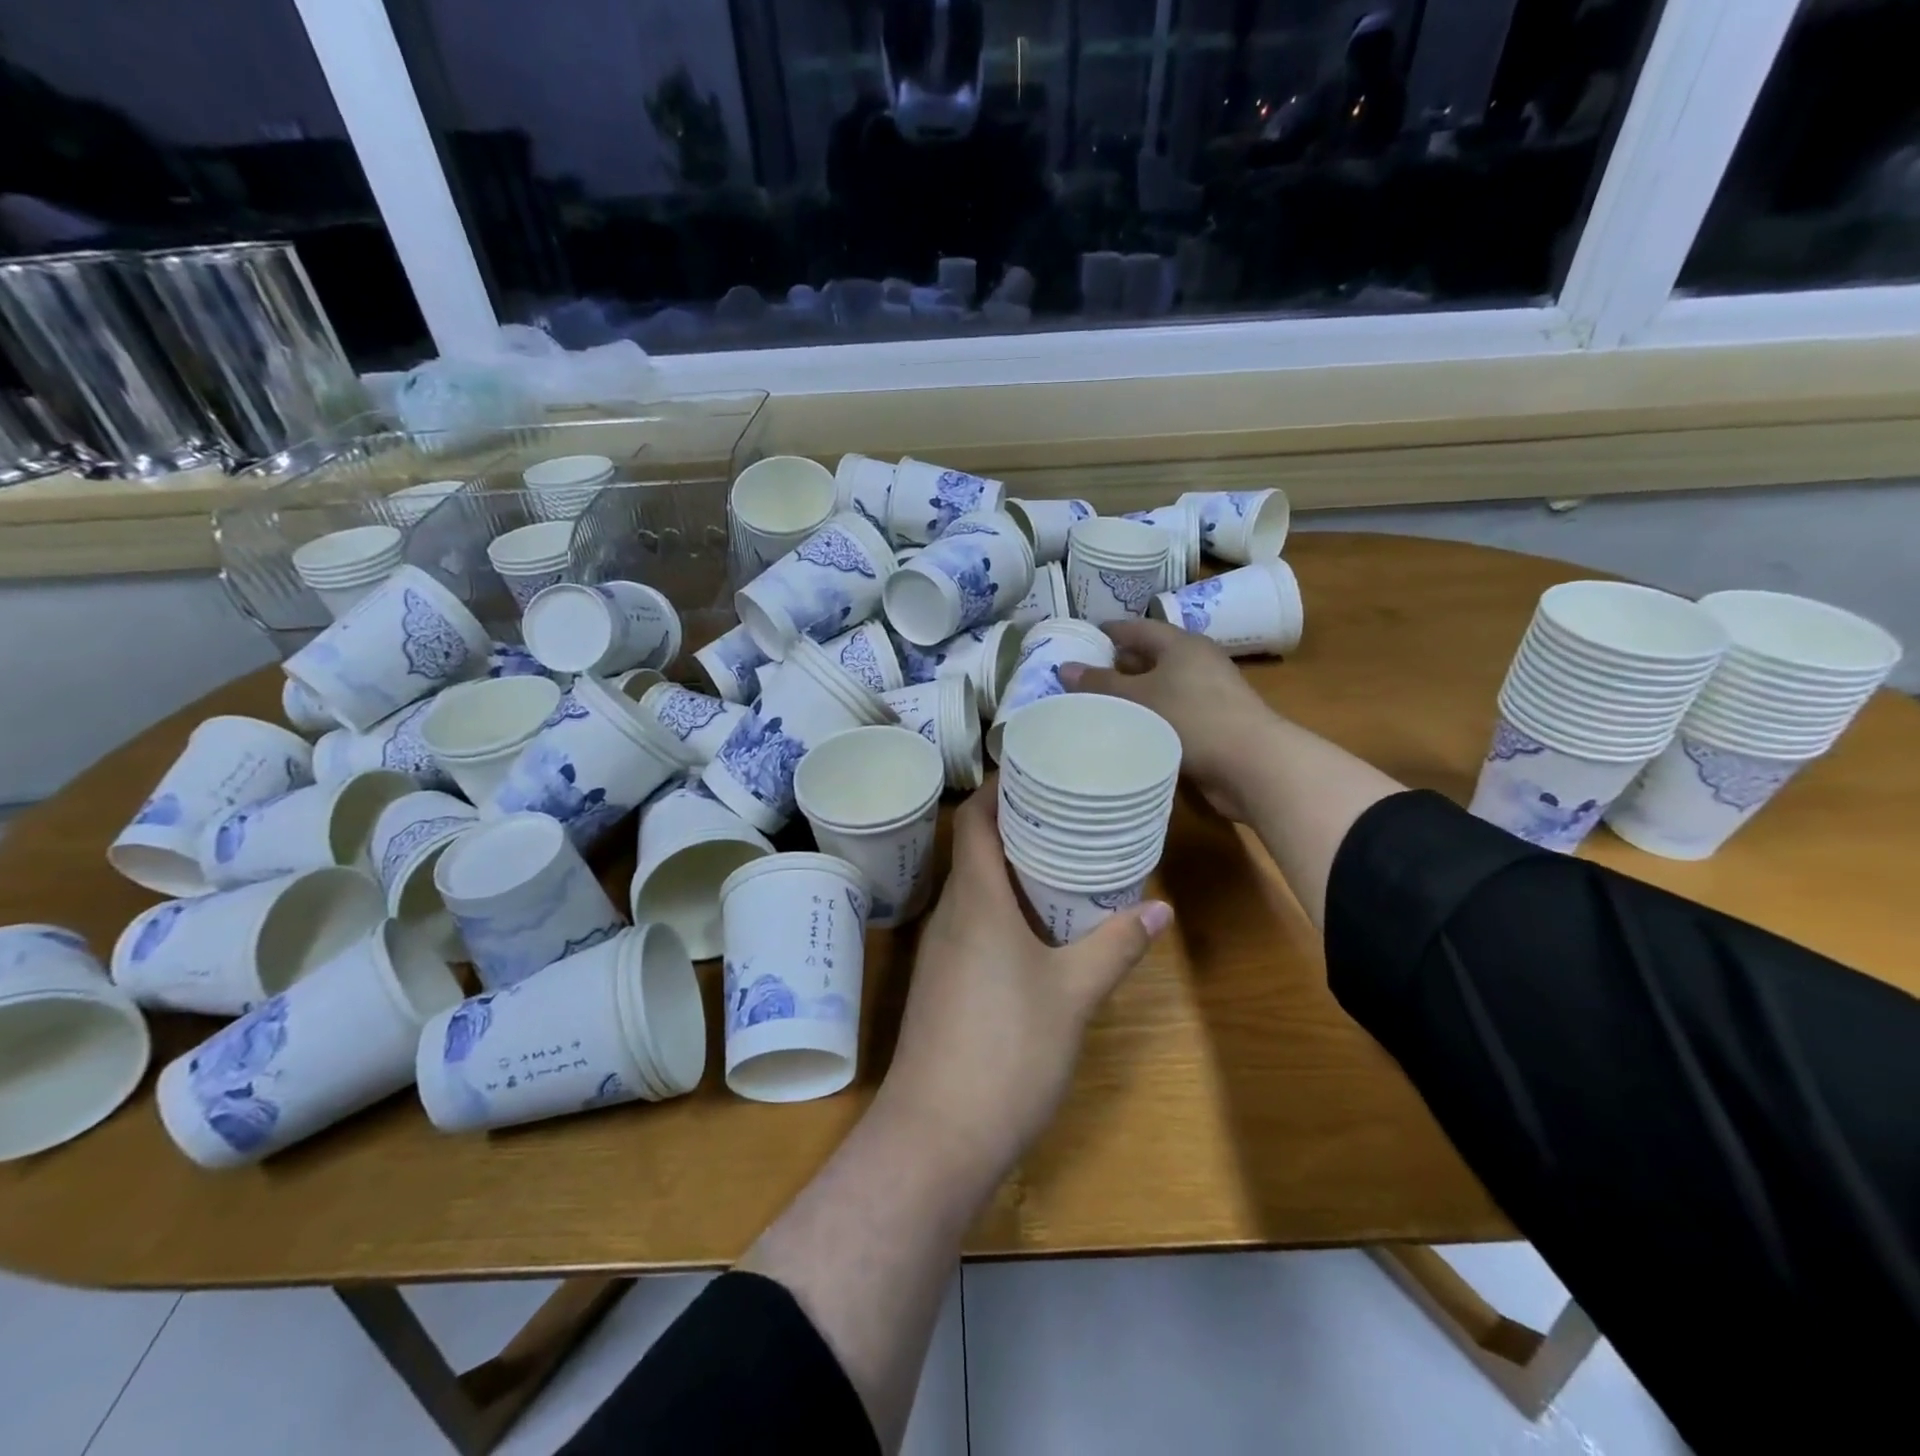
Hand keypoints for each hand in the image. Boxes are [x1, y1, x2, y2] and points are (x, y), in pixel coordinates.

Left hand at [881, 782, 1171, 1179]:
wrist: (937, 1135)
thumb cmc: (1008, 1049)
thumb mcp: (1074, 995)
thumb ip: (1116, 946)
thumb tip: (1160, 910)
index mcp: (975, 900)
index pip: (973, 820)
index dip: (997, 788)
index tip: (1036, 770)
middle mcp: (948, 914)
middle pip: (973, 849)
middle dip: (1014, 825)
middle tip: (1064, 813)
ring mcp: (939, 950)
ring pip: (971, 888)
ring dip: (1008, 869)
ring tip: (1058, 861)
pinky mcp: (939, 982)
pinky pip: (969, 923)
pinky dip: (999, 908)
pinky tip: (1033, 927)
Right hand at [1060, 618, 1279, 821]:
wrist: (1252, 763)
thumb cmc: (1192, 718)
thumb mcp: (1138, 698)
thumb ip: (1100, 684)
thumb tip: (1065, 667)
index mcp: (1181, 644)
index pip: (1138, 628)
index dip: (1110, 632)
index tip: (1083, 639)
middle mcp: (1197, 662)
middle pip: (1151, 656)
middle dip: (1119, 665)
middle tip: (1084, 677)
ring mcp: (1209, 693)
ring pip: (1161, 687)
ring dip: (1134, 695)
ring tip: (1099, 706)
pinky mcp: (1214, 723)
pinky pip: (1172, 711)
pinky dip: (1150, 716)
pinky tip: (1130, 731)